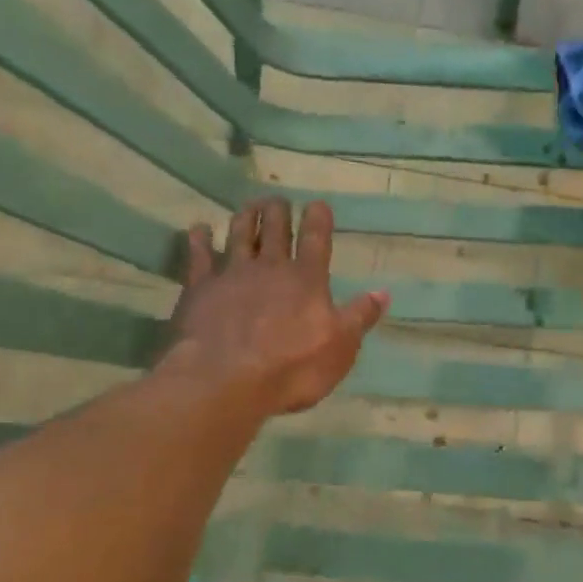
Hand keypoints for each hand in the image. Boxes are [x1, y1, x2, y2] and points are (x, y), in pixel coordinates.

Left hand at [159, 197, 387, 415]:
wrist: (224, 381)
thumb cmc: (291, 368)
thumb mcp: (340, 348)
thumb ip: (360, 317)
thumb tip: (383, 292)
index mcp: (307, 279)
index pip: (316, 239)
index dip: (318, 218)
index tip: (317, 203)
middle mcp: (270, 267)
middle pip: (275, 229)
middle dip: (278, 211)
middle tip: (278, 200)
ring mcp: (232, 274)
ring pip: (240, 234)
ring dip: (246, 216)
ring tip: (250, 205)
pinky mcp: (199, 288)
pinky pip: (199, 255)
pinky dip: (199, 239)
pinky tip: (199, 229)